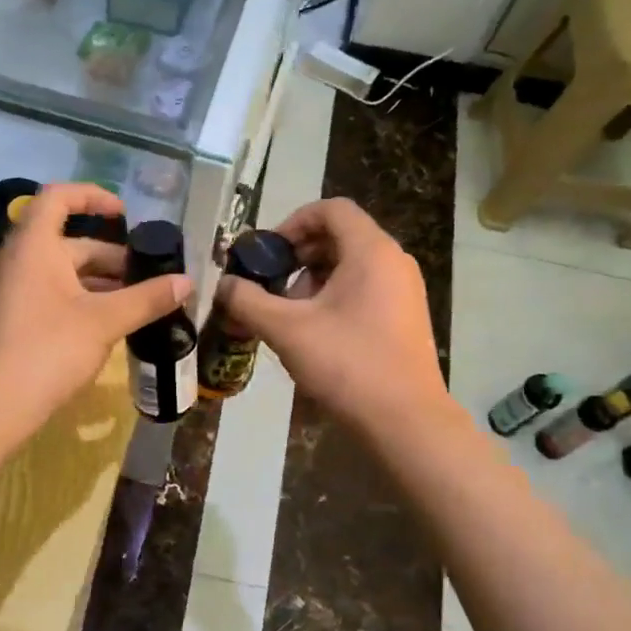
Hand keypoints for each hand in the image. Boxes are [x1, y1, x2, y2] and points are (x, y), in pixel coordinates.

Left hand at [0, 183, 189, 446]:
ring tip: (142, 301)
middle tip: (151, 276)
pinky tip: (113, 323)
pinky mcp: (16, 318)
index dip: (94, 196)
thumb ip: (147, 298)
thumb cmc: (47, 350)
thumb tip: (187, 281)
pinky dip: (85, 300)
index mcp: (35, 245)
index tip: (126, 214)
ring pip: (65, 272)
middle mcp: (20, 259)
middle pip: (71, 241)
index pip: (60, 196)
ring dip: (103, 282)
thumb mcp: (104, 321)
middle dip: (113, 256)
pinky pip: (55, 294)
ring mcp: (15, 290)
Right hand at [217, 198, 448, 434]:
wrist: (405, 421)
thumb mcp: (286, 330)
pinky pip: (365, 290)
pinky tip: (315, 334)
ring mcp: (405, 291)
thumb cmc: (347, 364)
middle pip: (340, 237)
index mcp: (371, 251)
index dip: (293, 222)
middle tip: (272, 286)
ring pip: (352, 266)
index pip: (331, 209)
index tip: (268, 253)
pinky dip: (335, 298)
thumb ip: (248, 301)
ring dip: (314, 281)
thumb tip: (224, 285)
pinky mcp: (406, 318)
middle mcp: (394, 262)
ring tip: (290, 316)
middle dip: (299, 257)